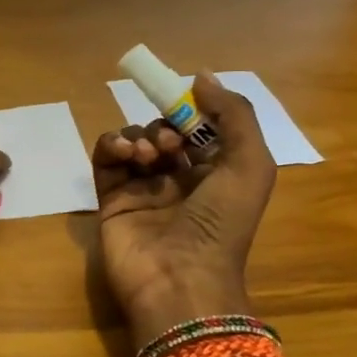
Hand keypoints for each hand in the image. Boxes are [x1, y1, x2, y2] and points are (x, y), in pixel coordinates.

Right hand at [92, 71, 276, 339]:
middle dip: (165, 126)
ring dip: (139, 136)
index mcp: (217, 174)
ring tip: (145, 156)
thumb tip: (201, 76)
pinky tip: (122, 153)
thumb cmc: (221, 224)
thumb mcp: (250, 165)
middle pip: (165, 132)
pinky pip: (106, 159)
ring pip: (135, 141)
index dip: (193, 111)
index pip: (201, 129)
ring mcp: (143, 189)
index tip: (185, 102)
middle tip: (168, 143)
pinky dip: (111, 146)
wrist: (179, 280)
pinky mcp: (111, 199)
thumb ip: (234, 115)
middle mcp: (180, 180)